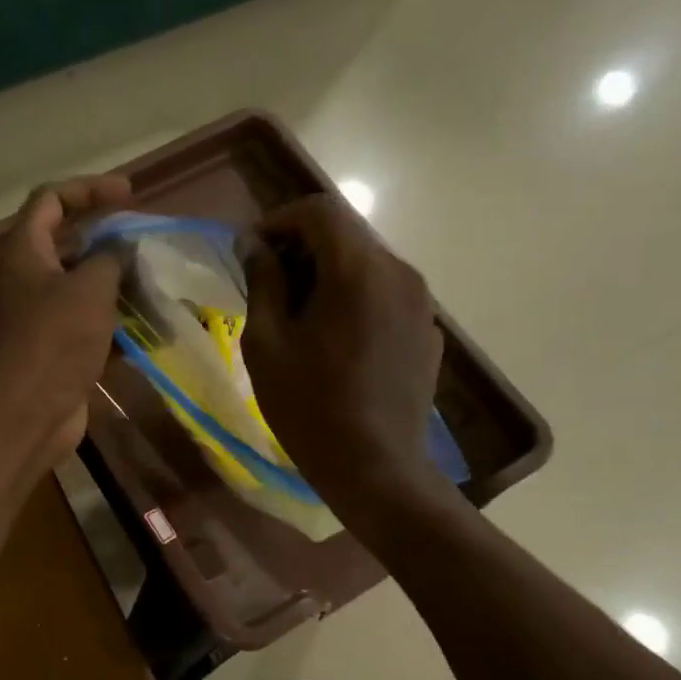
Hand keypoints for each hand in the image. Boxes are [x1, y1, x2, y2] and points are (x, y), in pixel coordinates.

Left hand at [0, 175, 131, 477]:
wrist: (25, 415)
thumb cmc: (53, 342)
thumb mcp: (89, 288)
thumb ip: (110, 258)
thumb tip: (121, 250)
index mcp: (21, 250)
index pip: (50, 199)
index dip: (88, 189)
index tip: (129, 194)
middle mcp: (23, 277)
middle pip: (55, 239)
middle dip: (94, 232)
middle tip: (126, 233)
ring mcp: (35, 314)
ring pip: (71, 281)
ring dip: (106, 277)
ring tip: (145, 275)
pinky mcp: (52, 346)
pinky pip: (82, 319)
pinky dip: (109, 317)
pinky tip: (142, 321)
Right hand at [242, 195, 445, 516]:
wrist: (376, 468)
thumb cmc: (310, 407)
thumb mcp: (267, 343)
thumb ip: (262, 282)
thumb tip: (255, 245)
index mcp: (358, 270)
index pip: (319, 211)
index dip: (279, 221)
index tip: (253, 254)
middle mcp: (399, 272)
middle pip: (346, 235)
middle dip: (303, 248)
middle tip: (269, 286)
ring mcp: (421, 303)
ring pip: (368, 265)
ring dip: (329, 274)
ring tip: (299, 316)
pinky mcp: (428, 331)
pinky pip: (386, 295)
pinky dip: (356, 299)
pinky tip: (336, 342)